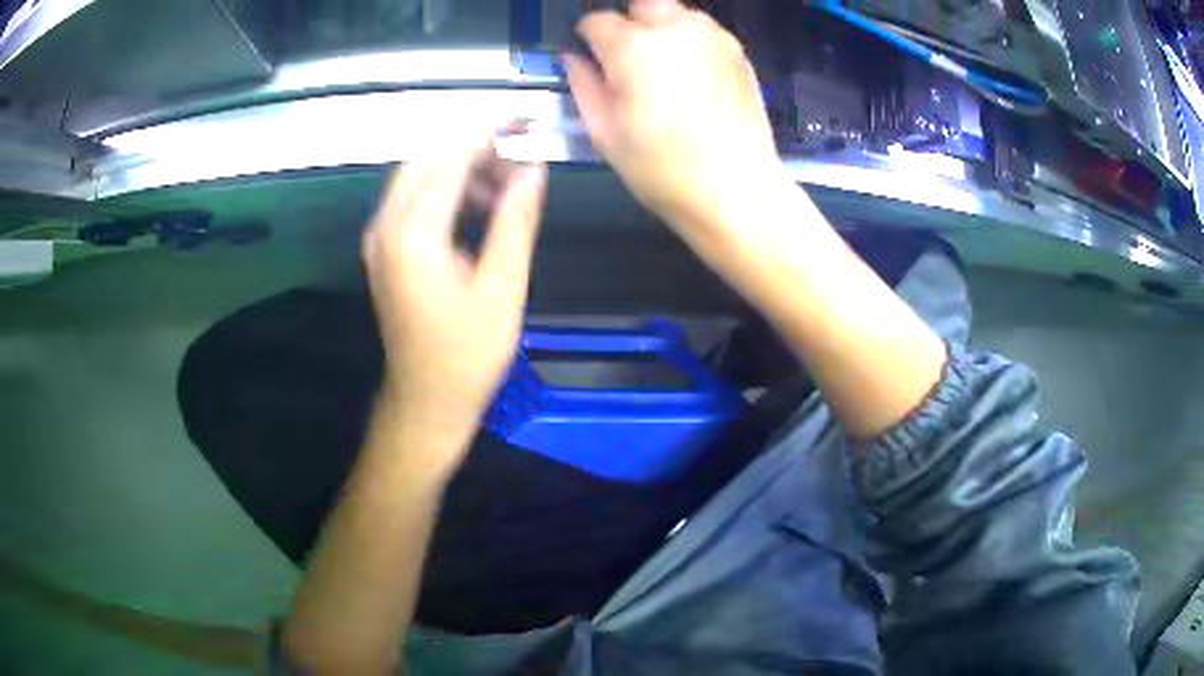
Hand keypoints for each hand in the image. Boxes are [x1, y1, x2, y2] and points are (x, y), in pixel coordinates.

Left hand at [363, 129, 546, 445]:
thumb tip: (534, 168)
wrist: (426, 400)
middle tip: (522, 150)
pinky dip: (445, 188)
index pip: (450, 157)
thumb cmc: (468, 354)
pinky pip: (412, 199)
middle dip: (474, 144)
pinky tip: (478, 203)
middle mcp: (386, 226)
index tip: (528, 122)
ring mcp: (380, 238)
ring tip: (507, 181)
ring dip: (460, 165)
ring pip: (417, 174)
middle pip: (427, 157)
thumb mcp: (502, 287)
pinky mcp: (385, 250)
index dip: (491, 132)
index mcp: (413, 234)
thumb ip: (516, 220)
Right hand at [565, 0, 785, 237]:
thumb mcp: (606, 134)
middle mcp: (675, 31)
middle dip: (628, 21)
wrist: (736, 190)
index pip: (597, 21)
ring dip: (662, 27)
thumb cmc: (663, 170)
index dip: (588, 37)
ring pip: (677, 11)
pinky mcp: (738, 52)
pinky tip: (691, 74)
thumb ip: (584, 86)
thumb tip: (573, 58)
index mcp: (634, 50)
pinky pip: (705, 30)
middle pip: (642, 3)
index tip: (590, 54)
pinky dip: (691, 40)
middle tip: (626, 54)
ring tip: (661, 64)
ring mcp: (712, 39)